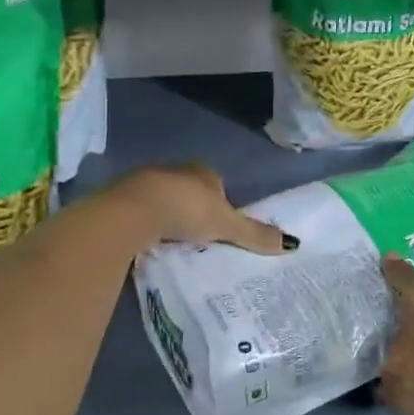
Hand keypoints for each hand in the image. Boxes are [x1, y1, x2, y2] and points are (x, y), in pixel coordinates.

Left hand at [107, 165, 292, 254]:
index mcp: (203, 171)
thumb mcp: (226, 225)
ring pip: (164, 200)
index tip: (220, 227)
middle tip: (199, 238)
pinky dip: (147, 224)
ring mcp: (146, 182)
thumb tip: (292, 244)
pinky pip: (142, 212)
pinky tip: (149, 242)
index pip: (217, 185)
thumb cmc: (186, 210)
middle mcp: (175, 170)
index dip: (221, 204)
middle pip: (191, 192)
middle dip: (194, 211)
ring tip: (175, 244)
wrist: (131, 211)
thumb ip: (255, 234)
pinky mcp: (121, 198)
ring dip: (169, 217)